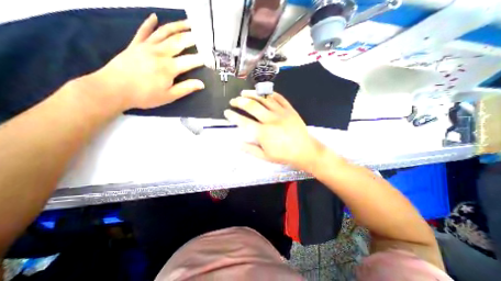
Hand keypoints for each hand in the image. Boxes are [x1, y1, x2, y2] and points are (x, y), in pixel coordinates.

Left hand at [85, 14, 204, 110]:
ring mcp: (146, 46)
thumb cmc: (145, 95)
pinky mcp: (135, 44)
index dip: (201, 60)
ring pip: (164, 32)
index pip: (190, 61)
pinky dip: (149, 23)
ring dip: (177, 26)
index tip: (209, 59)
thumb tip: (201, 84)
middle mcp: (159, 53)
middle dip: (192, 38)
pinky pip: (143, 31)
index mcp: (169, 67)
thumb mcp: (169, 96)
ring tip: (188, 23)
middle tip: (202, 35)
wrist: (113, 89)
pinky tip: (154, 16)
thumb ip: (186, 88)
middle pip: (178, 42)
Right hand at [225, 91, 324, 169]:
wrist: (305, 151)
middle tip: (233, 101)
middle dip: (239, 102)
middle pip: (251, 106)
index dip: (233, 116)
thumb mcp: (265, 156)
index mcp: (263, 133)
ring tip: (243, 93)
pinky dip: (269, 94)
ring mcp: (281, 112)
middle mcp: (270, 120)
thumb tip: (236, 143)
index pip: (243, 121)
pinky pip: (278, 97)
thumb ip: (249, 149)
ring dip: (252, 94)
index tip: (227, 112)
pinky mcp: (290, 109)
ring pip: (264, 98)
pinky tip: (263, 93)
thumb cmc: (284, 155)